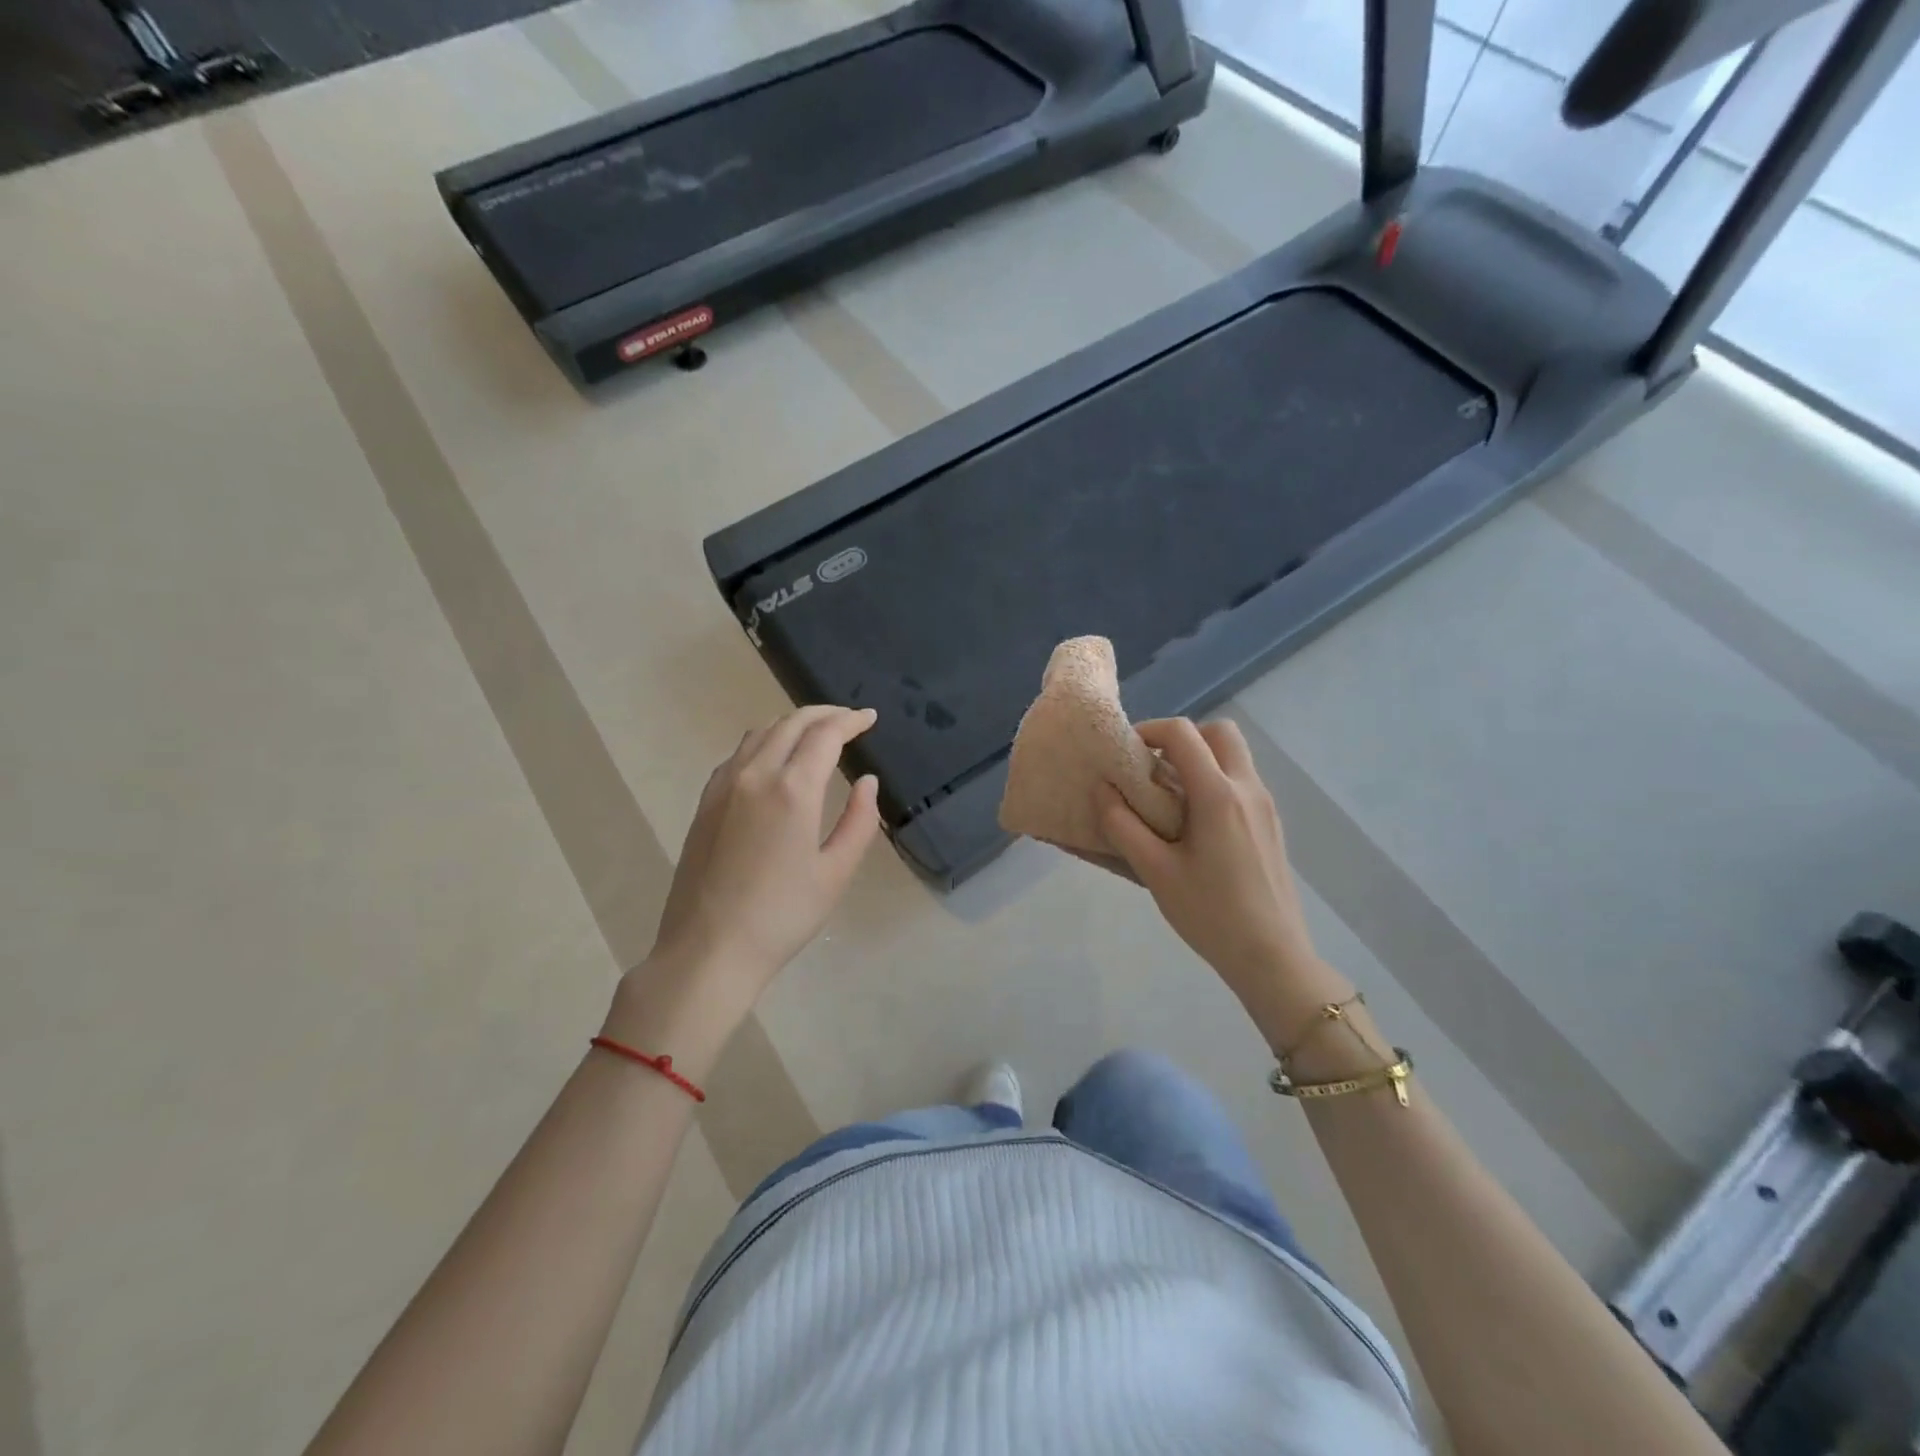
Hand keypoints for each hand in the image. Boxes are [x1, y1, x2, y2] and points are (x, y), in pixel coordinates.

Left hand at [649, 705, 882, 994]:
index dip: (851, 720)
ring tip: (816, 734)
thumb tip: (867, 782)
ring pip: (761, 732)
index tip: (870, 718)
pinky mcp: (706, 801)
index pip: (825, 734)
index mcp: (792, 790)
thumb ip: (860, 821)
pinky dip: (765, 741)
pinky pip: (739, 753)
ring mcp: (723, 786)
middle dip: (824, 714)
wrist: (708, 949)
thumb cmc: (782, 916)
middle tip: (849, 720)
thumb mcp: (835, 873)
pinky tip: (775, 759)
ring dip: (793, 723)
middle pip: (791, 723)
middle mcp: (755, 774)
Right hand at [1095, 718, 1333, 1019]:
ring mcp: (1265, 806)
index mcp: (1218, 795)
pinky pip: (1241, 781)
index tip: (1125, 751)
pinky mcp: (1270, 824)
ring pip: (1235, 755)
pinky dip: (1215, 780)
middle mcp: (1247, 789)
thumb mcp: (1155, 872)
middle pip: (1221, 731)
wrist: (1272, 957)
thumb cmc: (1209, 914)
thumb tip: (1102, 789)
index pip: (1183, 733)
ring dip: (1201, 758)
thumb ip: (1122, 825)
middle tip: (1154, 764)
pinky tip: (1193, 822)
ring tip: (1168, 793)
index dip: (1150, 730)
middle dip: (1184, 737)